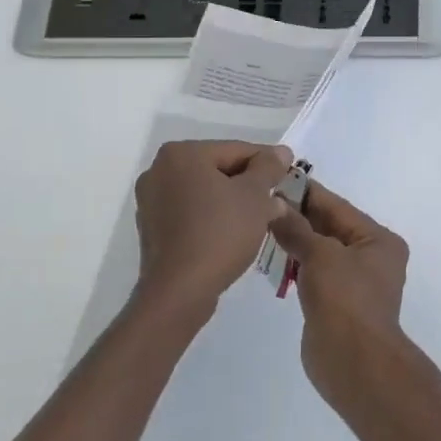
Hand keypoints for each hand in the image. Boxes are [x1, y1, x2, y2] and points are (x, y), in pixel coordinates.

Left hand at [133, 140, 292, 325]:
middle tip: (277, 201)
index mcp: (181, 154)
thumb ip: (269, 168)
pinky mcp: (152, 229)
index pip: (236, 149)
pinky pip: (191, 213)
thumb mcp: (255, 197)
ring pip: (205, 192)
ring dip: (233, 202)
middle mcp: (159, 171)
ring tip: (260, 220)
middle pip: (218, 169)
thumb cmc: (220, 233)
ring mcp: (151, 201)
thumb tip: (281, 151)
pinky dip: (213, 218)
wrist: (180, 291)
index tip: (289, 176)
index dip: (267, 163)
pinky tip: (234, 234)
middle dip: (249, 184)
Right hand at [267, 182, 408, 396]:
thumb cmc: (345, 299)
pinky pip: (314, 273)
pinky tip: (271, 255)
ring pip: (320, 250)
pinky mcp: (337, 303)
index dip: (307, 192)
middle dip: (298, 215)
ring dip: (294, 239)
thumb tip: (275, 205)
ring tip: (261, 223)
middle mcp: (371, 257)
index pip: (338, 206)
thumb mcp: (321, 255)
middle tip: (263, 200)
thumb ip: (297, 228)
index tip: (278, 178)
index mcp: (378, 240)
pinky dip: (296, 263)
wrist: (354, 362)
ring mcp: (354, 282)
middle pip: (330, 227)